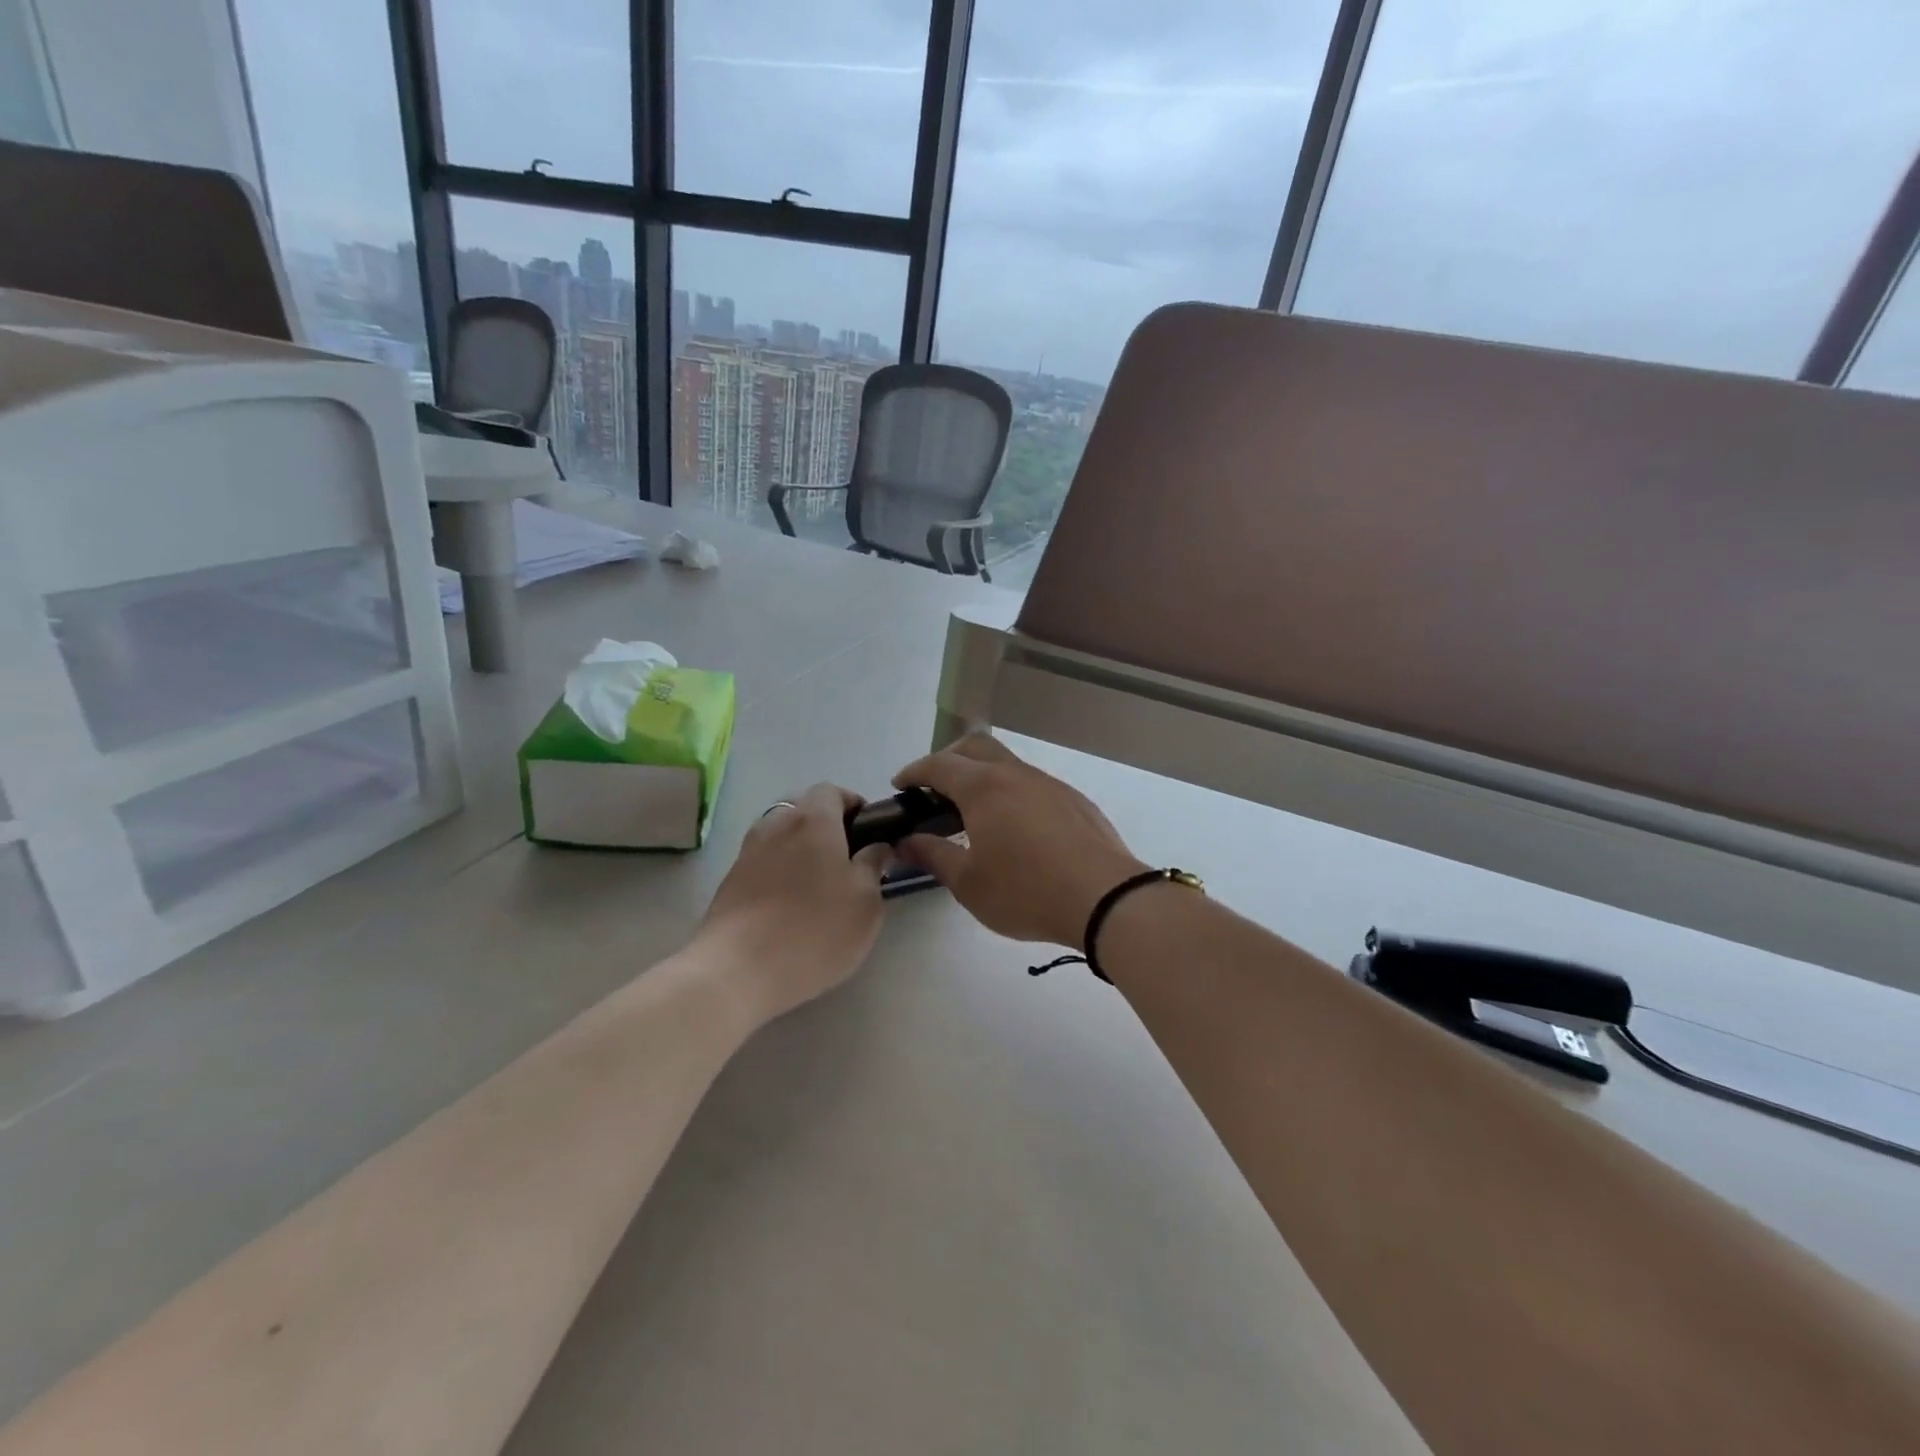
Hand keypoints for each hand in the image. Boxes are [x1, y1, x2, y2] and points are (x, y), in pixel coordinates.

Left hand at [697, 784, 890, 1022]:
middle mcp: (776, 825)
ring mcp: (748, 852)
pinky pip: (763, 861)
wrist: (738, 971)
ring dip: (800, 848)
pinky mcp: (730, 881)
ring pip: (780, 835)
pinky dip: (780, 871)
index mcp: (813, 820)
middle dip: (826, 825)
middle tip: (847, 860)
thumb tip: (876, 847)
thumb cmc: (815, 930)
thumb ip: (874, 866)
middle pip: (803, 808)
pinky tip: (790, 906)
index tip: (868, 832)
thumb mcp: (866, 902)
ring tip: (818, 885)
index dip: (852, 804)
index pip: (831, 790)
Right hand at [891, 735, 1146, 947]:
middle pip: (975, 747)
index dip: (915, 771)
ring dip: (983, 776)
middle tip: (934, 789)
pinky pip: (1032, 784)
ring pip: (1007, 764)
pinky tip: (1016, 828)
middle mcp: (1016, 774)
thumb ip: (933, 856)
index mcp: (984, 788)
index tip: (900, 785)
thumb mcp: (969, 883)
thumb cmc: (1026, 891)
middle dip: (949, 760)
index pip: (939, 765)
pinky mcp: (1074, 800)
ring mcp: (1049, 784)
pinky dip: (1011, 793)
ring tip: (973, 812)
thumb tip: (905, 842)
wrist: (1105, 898)